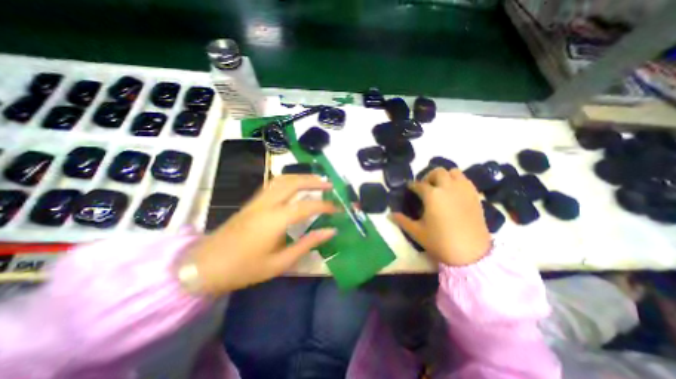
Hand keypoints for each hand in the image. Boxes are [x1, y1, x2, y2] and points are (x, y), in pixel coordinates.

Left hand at [187, 174, 337, 296]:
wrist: (204, 266)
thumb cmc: (244, 268)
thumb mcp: (281, 262)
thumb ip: (308, 243)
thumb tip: (331, 231)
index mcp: (274, 220)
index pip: (307, 206)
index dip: (325, 206)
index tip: (338, 209)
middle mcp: (266, 204)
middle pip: (293, 182)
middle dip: (314, 181)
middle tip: (330, 185)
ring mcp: (257, 200)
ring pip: (282, 179)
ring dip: (301, 177)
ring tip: (316, 181)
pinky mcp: (252, 201)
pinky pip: (274, 184)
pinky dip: (289, 180)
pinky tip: (296, 186)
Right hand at [392, 168, 491, 264]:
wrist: (471, 254)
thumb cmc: (440, 242)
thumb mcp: (417, 232)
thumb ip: (402, 220)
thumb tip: (389, 215)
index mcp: (432, 195)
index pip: (419, 184)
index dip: (412, 186)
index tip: (409, 188)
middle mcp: (448, 188)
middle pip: (437, 172)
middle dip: (428, 177)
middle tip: (425, 187)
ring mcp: (463, 190)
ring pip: (454, 172)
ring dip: (445, 176)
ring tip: (441, 187)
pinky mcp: (475, 196)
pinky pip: (465, 180)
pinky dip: (457, 181)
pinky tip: (454, 193)